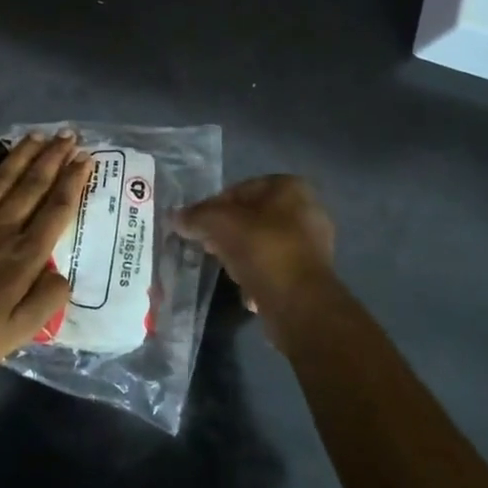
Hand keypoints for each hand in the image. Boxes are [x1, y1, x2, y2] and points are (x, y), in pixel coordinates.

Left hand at [0, 133, 90, 374]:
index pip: (56, 211)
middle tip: (69, 135)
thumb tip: (64, 276)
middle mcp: (0, 227)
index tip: (86, 158)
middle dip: (54, 158)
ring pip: (1, 178)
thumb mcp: (16, 333)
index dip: (74, 183)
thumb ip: (45, 302)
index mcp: (23, 256)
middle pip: (33, 186)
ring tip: (38, 135)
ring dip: (22, 155)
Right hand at [175, 175, 336, 327]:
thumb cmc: (261, 248)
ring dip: (241, 254)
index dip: (213, 206)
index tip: (197, 225)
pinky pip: (274, 267)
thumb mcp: (219, 224)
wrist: (298, 300)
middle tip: (206, 246)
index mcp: (290, 187)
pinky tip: (244, 289)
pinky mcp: (311, 273)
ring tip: (223, 268)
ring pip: (262, 242)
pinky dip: (257, 274)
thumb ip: (195, 216)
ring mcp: (312, 243)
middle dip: (227, 231)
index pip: (240, 189)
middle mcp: (307, 209)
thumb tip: (174, 217)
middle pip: (252, 216)